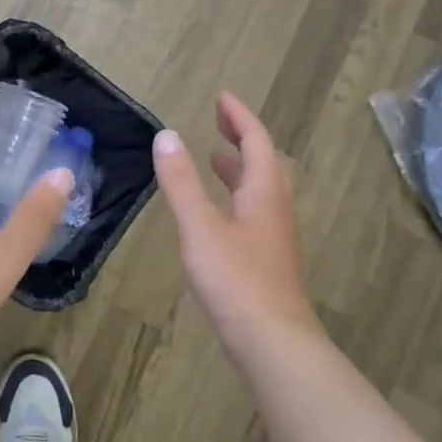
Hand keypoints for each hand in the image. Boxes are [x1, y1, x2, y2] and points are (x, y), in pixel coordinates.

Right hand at [153, 92, 316, 346]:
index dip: (240, 117)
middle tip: (219, 122)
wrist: (274, 343)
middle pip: (264, 163)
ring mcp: (276, 237)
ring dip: (240, 168)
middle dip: (242, 138)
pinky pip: (255, 212)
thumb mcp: (200, 226)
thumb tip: (166, 135)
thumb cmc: (235, 279)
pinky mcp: (269, 261)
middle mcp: (275, 209)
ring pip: (261, 190)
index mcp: (263, 193)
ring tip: (216, 159)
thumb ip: (181, 181)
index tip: (223, 98)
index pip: (256, 142)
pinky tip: (219, 213)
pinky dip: (237, 196)